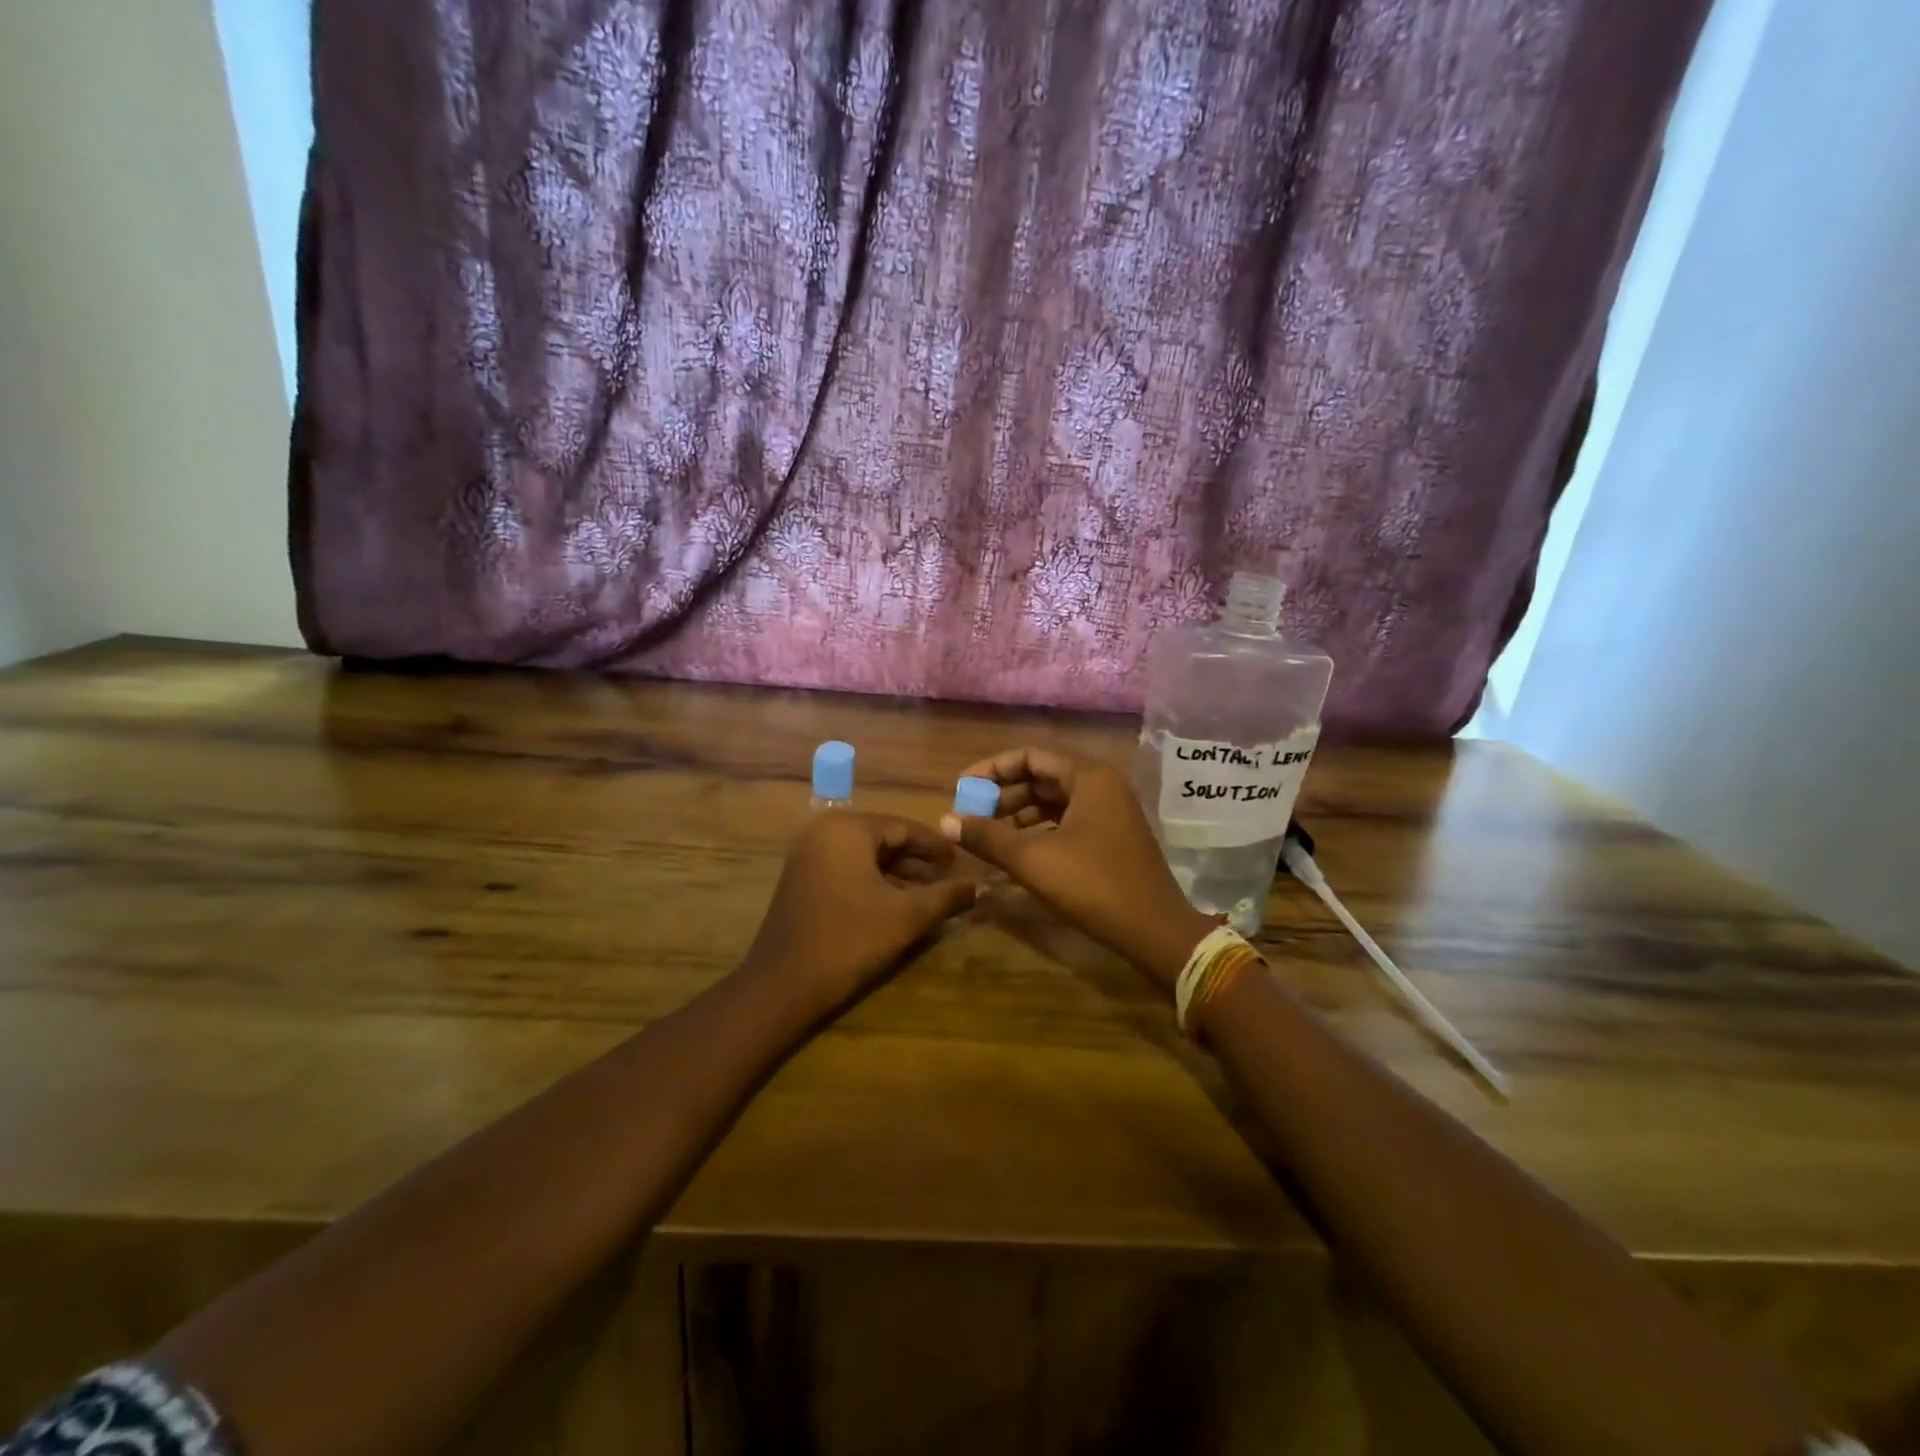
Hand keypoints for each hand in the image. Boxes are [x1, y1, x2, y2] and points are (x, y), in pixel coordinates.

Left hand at [742, 812, 980, 1015]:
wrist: (783, 985)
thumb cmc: (849, 940)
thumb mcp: (906, 917)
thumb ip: (946, 896)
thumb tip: (981, 886)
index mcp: (847, 829)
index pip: (904, 828)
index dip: (937, 847)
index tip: (964, 862)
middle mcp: (824, 832)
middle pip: (884, 840)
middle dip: (919, 863)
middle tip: (951, 880)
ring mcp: (808, 856)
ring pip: (866, 858)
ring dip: (899, 876)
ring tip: (932, 896)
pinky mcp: (801, 880)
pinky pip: (848, 871)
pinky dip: (874, 884)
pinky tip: (898, 905)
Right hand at [940, 747, 1214, 993]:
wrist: (1154, 931)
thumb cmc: (1093, 885)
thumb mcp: (1033, 860)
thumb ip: (987, 836)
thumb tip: (945, 821)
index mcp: (1089, 777)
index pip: (1030, 756)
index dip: (992, 769)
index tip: (962, 789)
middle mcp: (1102, 785)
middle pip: (1042, 776)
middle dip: (1003, 794)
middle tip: (971, 815)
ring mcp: (1110, 811)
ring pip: (1054, 800)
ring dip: (1018, 813)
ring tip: (986, 835)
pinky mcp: (1111, 836)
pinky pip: (1066, 820)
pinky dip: (1038, 830)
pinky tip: (1015, 851)